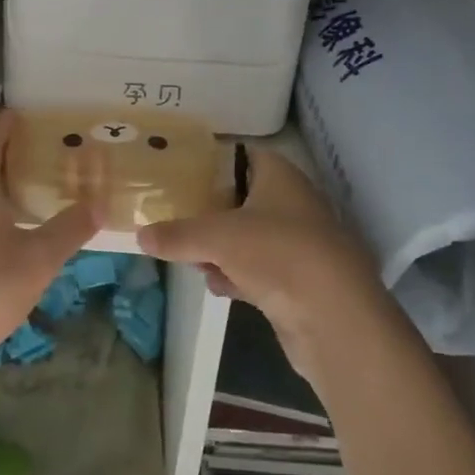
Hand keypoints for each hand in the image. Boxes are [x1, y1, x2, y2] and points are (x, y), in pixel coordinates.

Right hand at [138, 148, 384, 378]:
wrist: (335, 318)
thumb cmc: (277, 254)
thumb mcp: (217, 237)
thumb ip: (177, 234)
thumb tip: (140, 234)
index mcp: (280, 176)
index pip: (242, 156)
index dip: (211, 163)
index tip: (177, 174)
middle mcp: (292, 203)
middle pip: (240, 199)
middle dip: (208, 213)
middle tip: (174, 219)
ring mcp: (297, 244)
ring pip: (248, 237)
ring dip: (220, 249)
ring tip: (190, 258)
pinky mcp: (298, 281)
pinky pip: (258, 270)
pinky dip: (237, 276)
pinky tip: (218, 287)